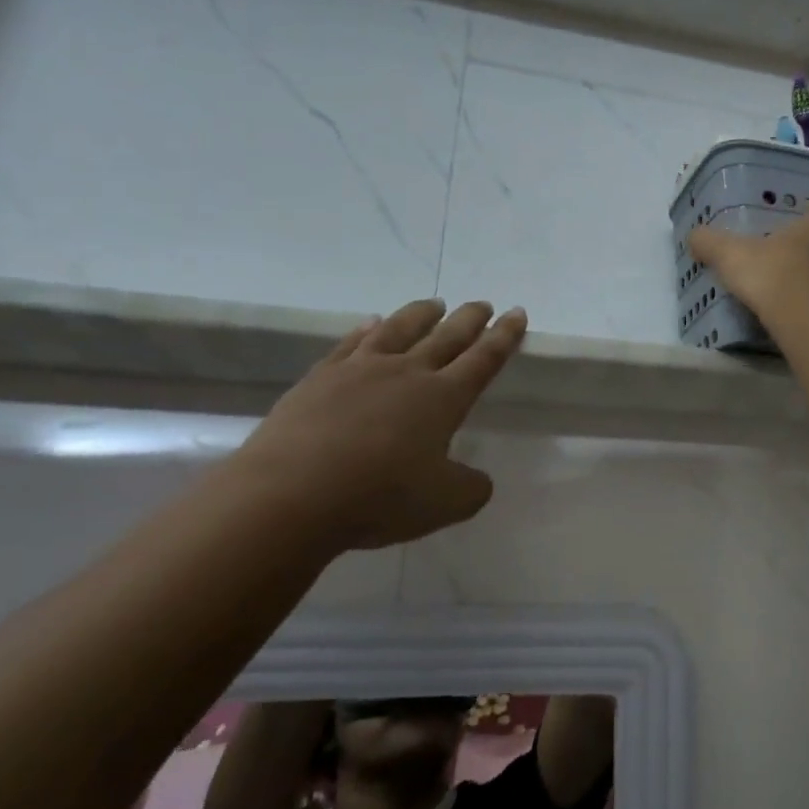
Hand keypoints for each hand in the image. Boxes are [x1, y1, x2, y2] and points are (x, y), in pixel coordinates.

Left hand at [224, 299, 526, 551]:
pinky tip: (371, 324)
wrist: (291, 494)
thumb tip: (478, 479)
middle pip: (446, 337)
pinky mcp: (320, 378)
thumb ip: (471, 488)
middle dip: (469, 319)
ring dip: (421, 315)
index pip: (484, 359)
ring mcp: (360, 370)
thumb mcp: (446, 504)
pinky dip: (368, 329)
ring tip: (433, 304)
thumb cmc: (380, 497)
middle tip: (482, 304)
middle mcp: (407, 373)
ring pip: (399, 330)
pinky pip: (352, 343)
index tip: (517, 314)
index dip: (504, 337)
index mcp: (444, 398)